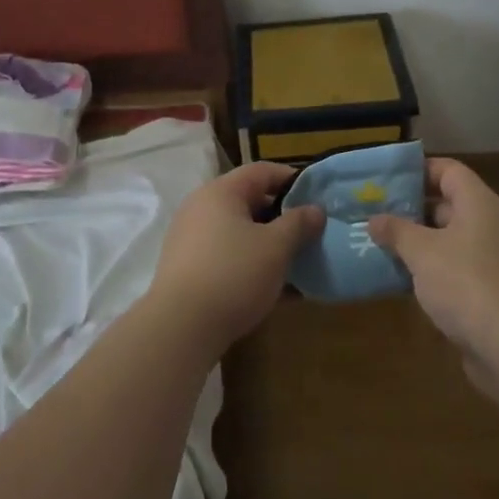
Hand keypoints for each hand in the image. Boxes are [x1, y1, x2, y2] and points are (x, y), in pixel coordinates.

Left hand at [148, 162, 324, 352]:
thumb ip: (299, 224)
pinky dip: (251, 264)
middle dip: (282, 216)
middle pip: (249, 201)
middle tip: (311, 233)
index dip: (293, 180)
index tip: (318, 198)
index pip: (262, 171)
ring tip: (297, 263)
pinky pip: (228, 256)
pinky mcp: (188, 269)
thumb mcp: (276, 247)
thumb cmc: (233, 274)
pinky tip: (276, 289)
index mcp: (221, 192)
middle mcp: (201, 208)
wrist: (180, 327)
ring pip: (239, 232)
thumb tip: (315, 209)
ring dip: (269, 244)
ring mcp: (191, 239)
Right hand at [368, 158, 498, 388]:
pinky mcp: (495, 290)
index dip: (417, 170)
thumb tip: (375, 219)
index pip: (448, 170)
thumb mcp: (422, 253)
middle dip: (412, 209)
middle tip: (375, 214)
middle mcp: (492, 224)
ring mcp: (496, 259)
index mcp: (480, 204)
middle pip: (449, 204)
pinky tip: (405, 280)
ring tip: (382, 245)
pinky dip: (434, 269)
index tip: (385, 180)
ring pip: (452, 239)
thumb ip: (396, 231)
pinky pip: (459, 268)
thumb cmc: (466, 285)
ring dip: (420, 242)